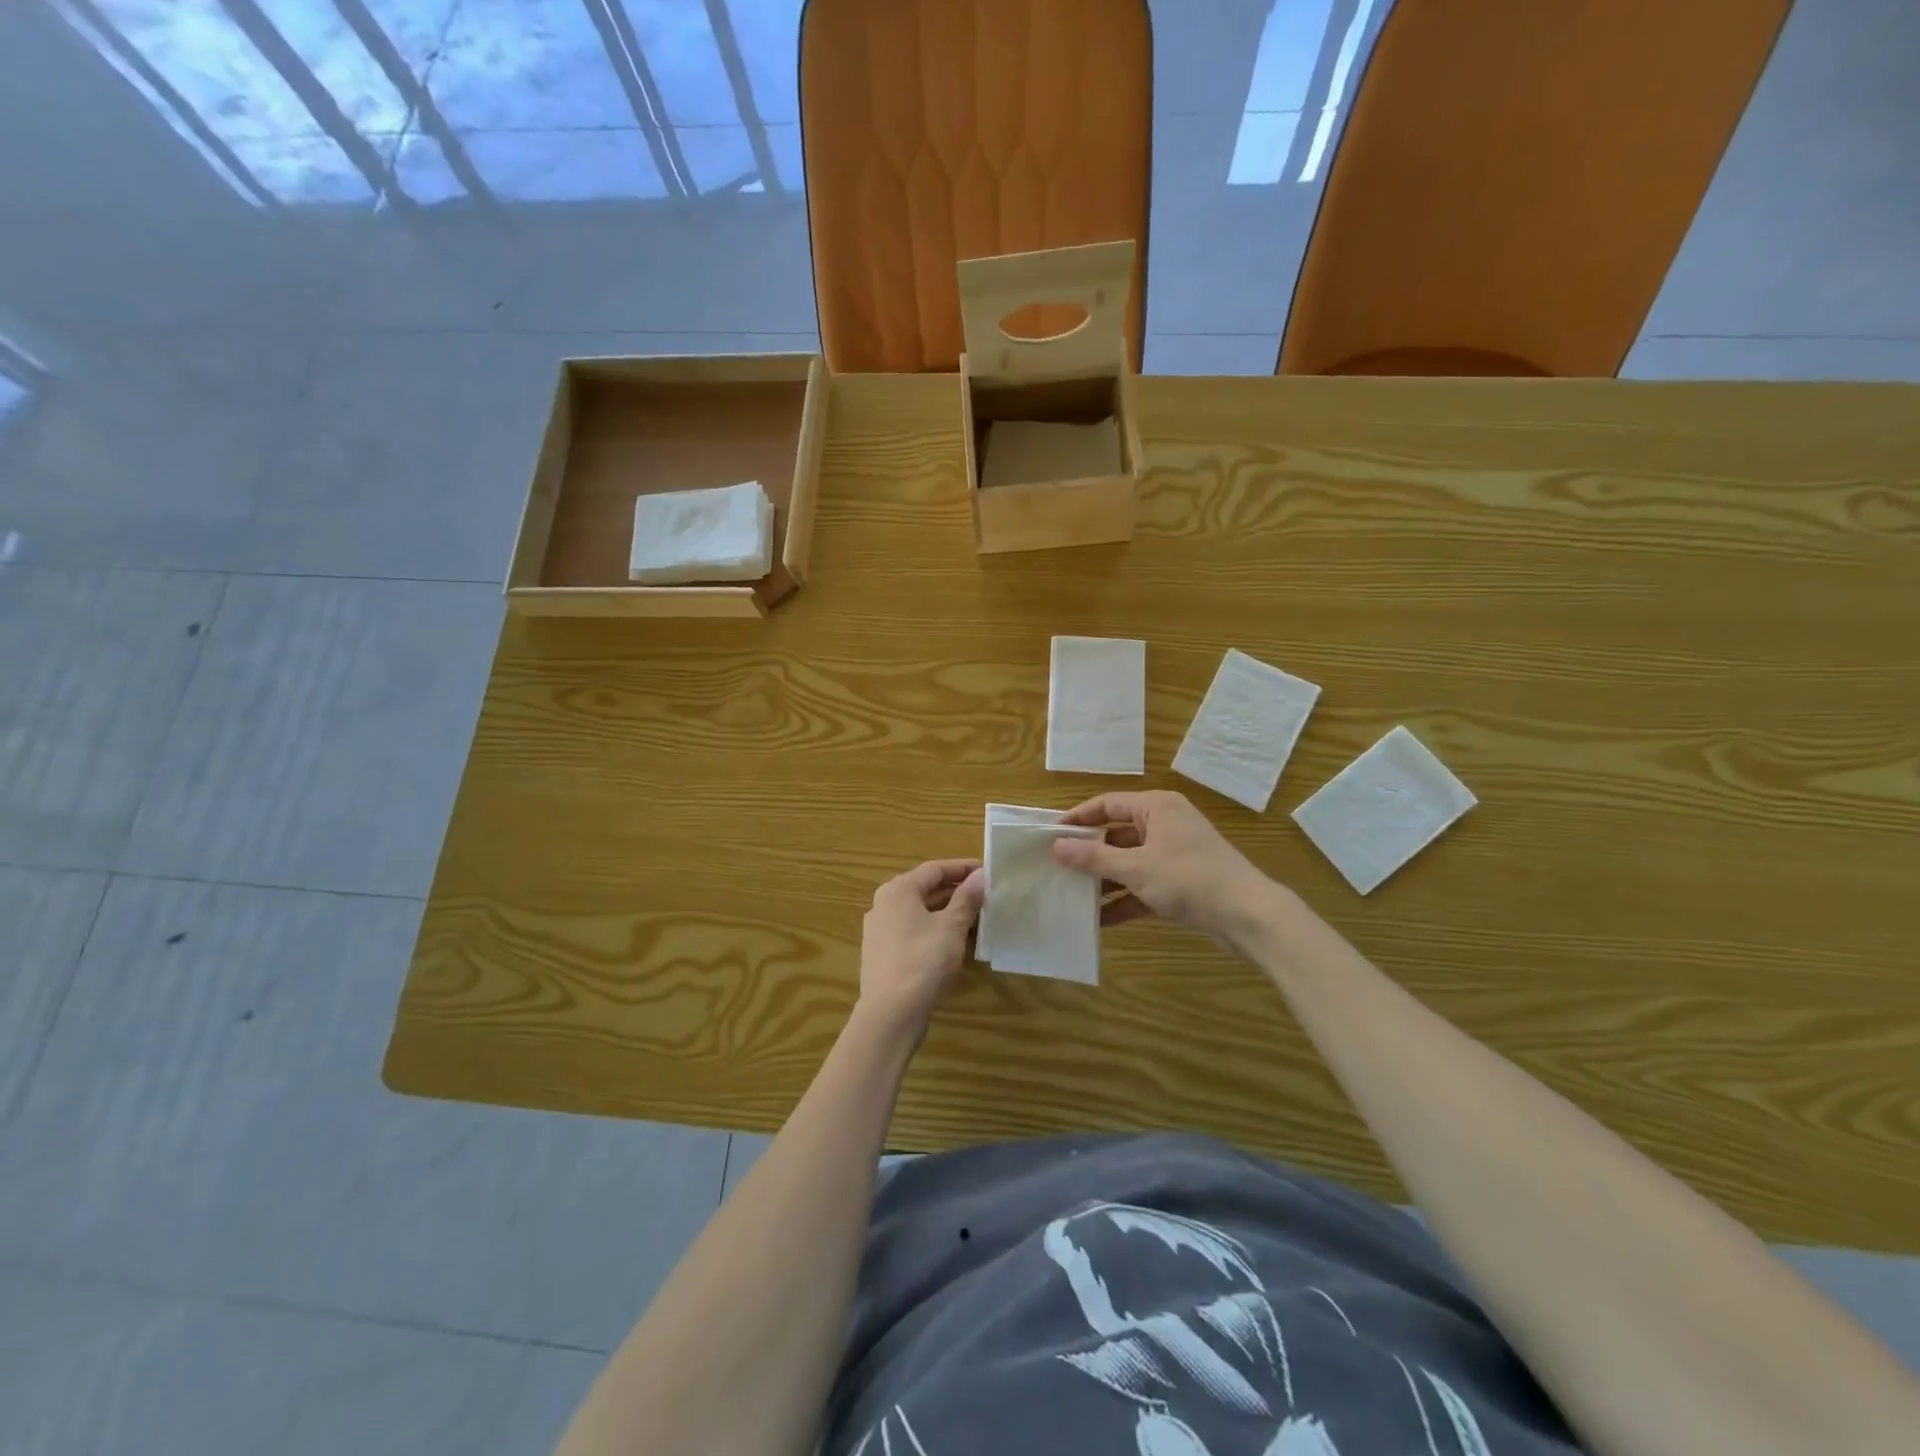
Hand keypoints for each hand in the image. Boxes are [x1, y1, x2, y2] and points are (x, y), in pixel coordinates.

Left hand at [858, 859, 985, 1036]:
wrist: (890, 1013)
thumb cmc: (923, 961)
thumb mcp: (951, 926)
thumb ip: (967, 898)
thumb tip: (981, 875)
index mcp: (898, 890)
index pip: (935, 869)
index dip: (963, 868)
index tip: (988, 871)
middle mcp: (884, 904)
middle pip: (925, 889)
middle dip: (957, 891)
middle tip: (986, 895)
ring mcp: (880, 930)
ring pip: (920, 912)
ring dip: (947, 912)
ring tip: (977, 918)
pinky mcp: (883, 954)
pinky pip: (913, 931)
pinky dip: (935, 930)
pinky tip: (955, 942)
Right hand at [1050, 791, 1272, 942]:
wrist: (1247, 915)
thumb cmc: (1188, 878)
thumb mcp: (1136, 867)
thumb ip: (1094, 857)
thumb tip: (1057, 846)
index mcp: (1156, 808)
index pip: (1107, 804)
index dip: (1078, 817)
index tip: (1050, 835)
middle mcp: (1165, 824)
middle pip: (1117, 834)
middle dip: (1088, 853)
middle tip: (1056, 866)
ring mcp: (1174, 854)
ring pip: (1129, 862)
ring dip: (1104, 879)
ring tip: (1071, 894)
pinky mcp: (1181, 882)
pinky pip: (1143, 885)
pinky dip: (1124, 899)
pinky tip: (1099, 920)